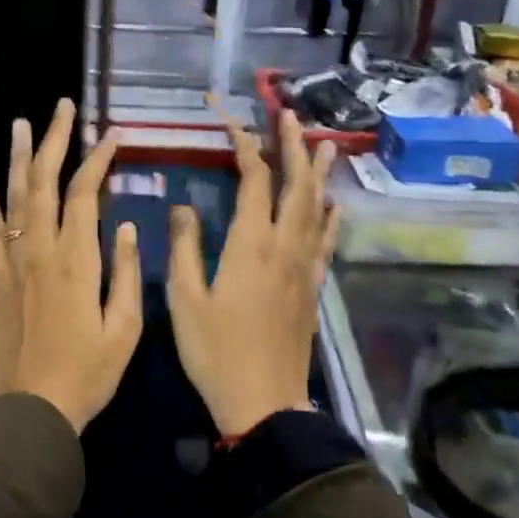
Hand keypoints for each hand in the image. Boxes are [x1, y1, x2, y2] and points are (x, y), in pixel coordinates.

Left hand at [0, 99, 141, 431]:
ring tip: (21, 124)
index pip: (84, 194)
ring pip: (14, 197)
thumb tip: (125, 226)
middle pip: (44, 182)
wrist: (31, 408)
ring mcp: (12, 262)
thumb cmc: (87, 373)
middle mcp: (40, 251)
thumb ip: (125, 274)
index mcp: (76, 261)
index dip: (97, 160)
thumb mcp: (125, 330)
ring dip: (18, 158)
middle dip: (54, 141)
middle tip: (62, 107)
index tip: (112, 135)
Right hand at [167, 111, 339, 438]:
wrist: (264, 403)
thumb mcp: (184, 299)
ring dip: (317, 172)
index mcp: (251, 245)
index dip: (243, 144)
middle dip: (291, 146)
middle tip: (290, 114)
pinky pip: (326, 242)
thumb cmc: (216, 352)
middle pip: (295, 185)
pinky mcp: (312, 288)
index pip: (253, 179)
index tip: (229, 118)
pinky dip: (330, 217)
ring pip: (316, 208)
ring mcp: (304, 267)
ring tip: (323, 143)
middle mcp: (284, 247)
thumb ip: (184, 247)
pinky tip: (335, 205)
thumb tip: (183, 206)